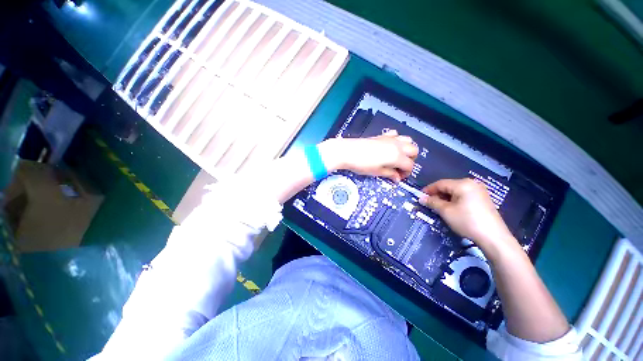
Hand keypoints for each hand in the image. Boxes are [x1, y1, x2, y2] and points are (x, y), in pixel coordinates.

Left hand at [319, 130, 417, 181]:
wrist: (348, 151)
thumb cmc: (362, 164)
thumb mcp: (377, 172)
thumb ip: (390, 174)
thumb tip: (398, 178)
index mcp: (397, 156)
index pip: (410, 165)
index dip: (407, 173)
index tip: (399, 177)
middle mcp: (397, 145)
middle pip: (414, 150)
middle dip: (410, 160)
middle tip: (400, 167)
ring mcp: (390, 138)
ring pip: (408, 140)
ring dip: (406, 149)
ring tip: (397, 157)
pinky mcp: (382, 135)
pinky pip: (396, 135)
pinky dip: (397, 140)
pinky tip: (389, 147)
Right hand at [419, 178, 516, 255]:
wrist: (493, 237)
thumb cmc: (467, 221)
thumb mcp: (446, 211)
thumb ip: (432, 202)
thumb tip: (421, 198)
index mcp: (462, 184)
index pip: (440, 183)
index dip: (428, 189)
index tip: (420, 196)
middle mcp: (472, 184)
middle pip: (448, 186)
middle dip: (437, 194)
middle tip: (428, 203)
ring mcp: (479, 191)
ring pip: (456, 191)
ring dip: (445, 198)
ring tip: (438, 207)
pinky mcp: (483, 199)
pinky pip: (464, 196)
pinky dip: (455, 201)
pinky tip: (451, 209)